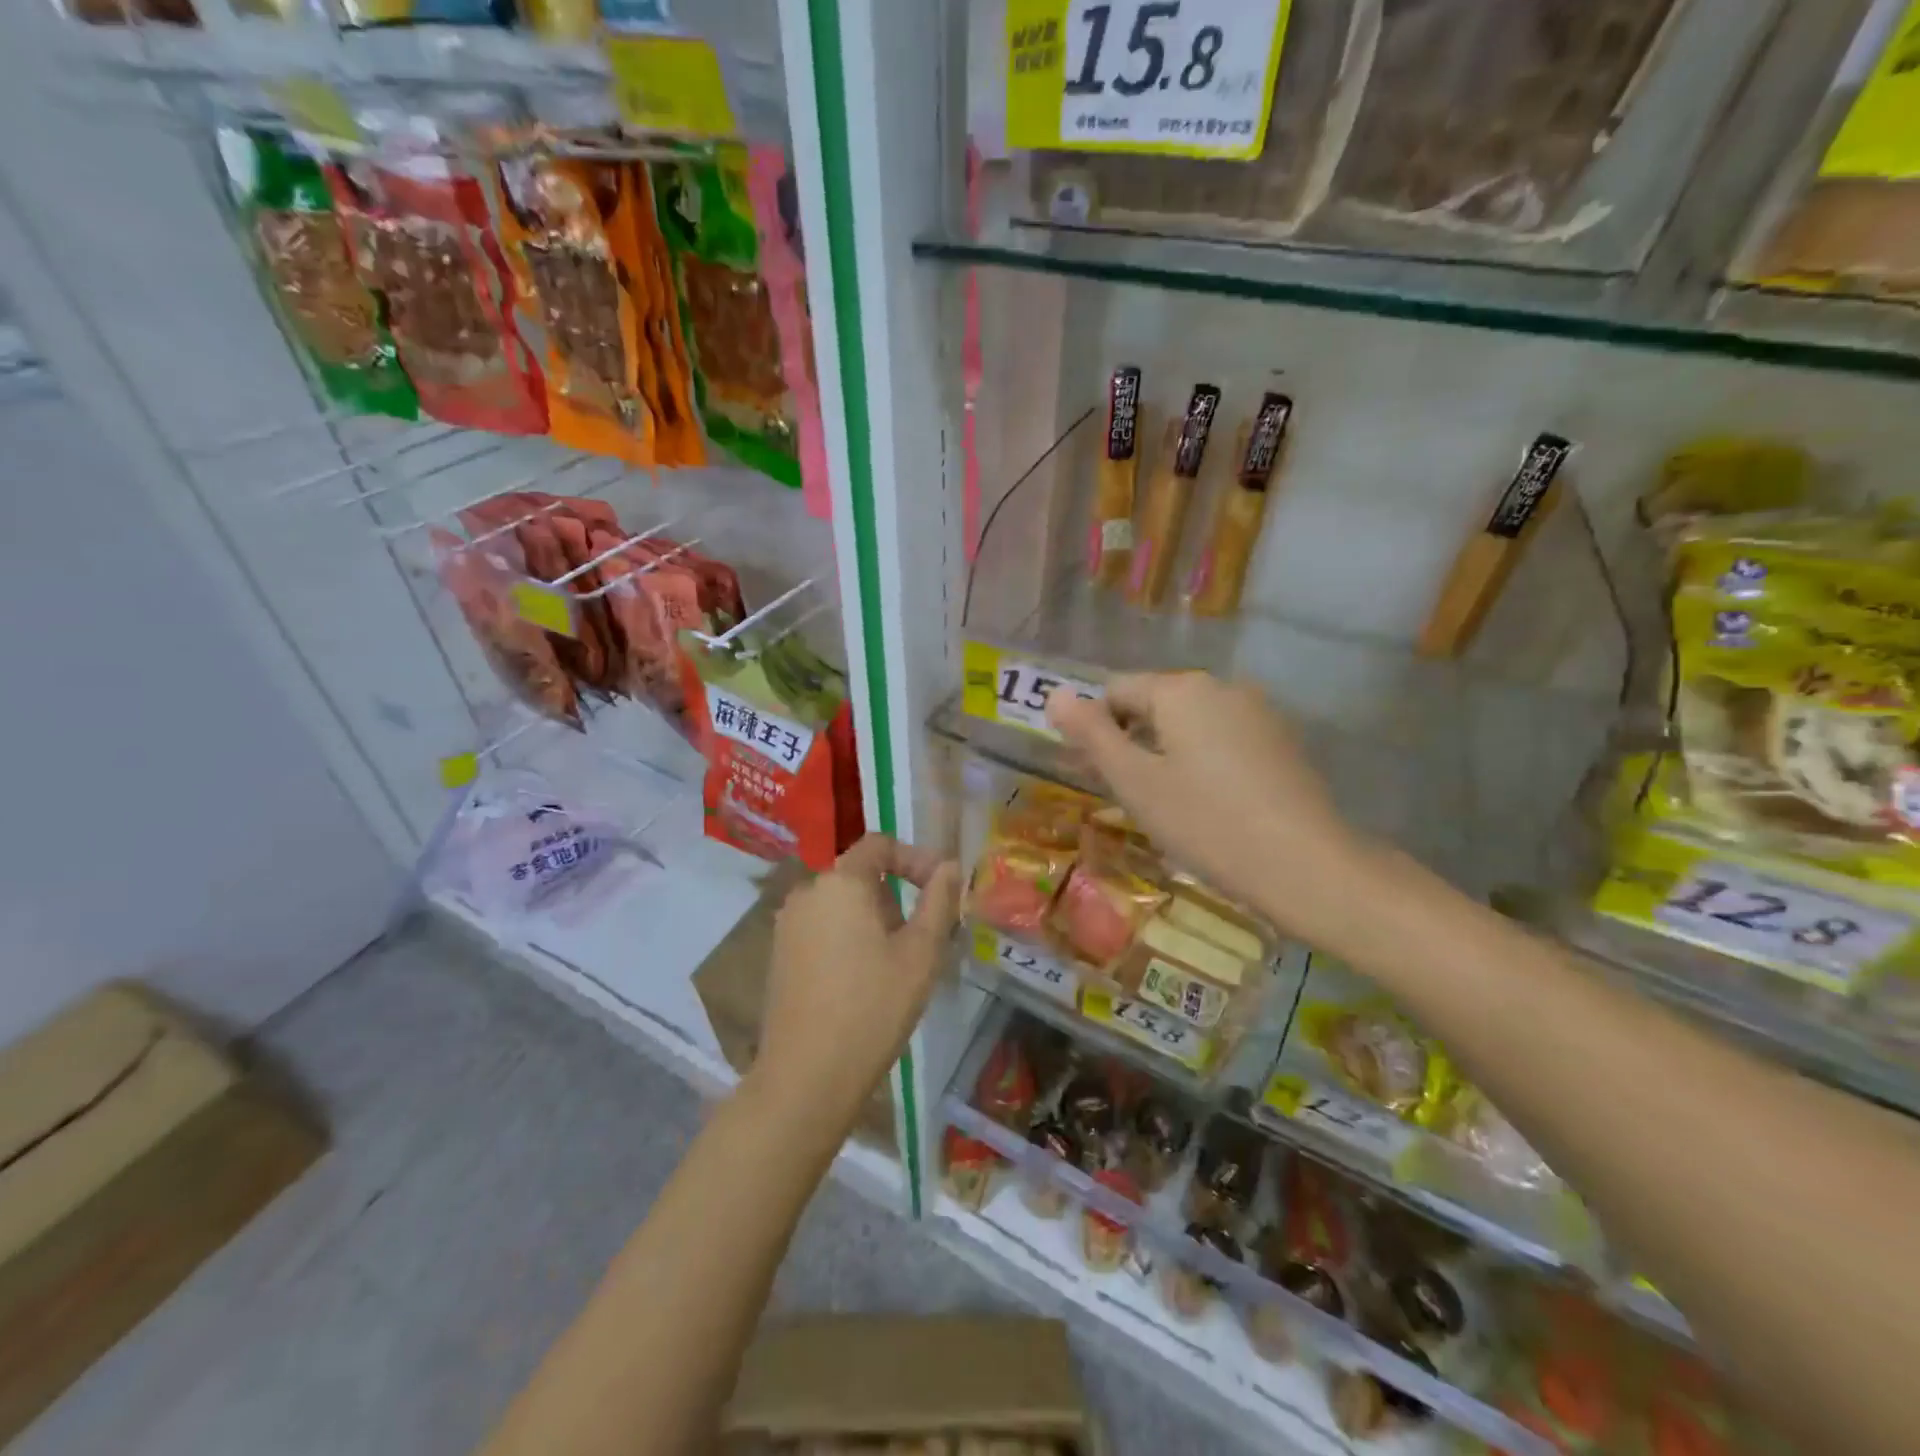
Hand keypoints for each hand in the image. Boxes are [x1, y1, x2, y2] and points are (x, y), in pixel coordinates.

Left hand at [755, 835, 962, 1127]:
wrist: (807, 1075)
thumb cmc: (873, 1007)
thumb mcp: (921, 952)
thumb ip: (939, 900)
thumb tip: (949, 866)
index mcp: (841, 882)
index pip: (879, 845)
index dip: (914, 859)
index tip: (939, 890)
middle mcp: (807, 892)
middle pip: (860, 875)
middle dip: (896, 896)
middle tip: (922, 937)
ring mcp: (788, 924)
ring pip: (841, 903)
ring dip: (873, 919)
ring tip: (897, 963)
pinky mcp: (779, 954)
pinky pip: (822, 927)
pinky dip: (848, 937)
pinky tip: (863, 980)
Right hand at [1048, 672, 1374, 947]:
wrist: (1306, 867)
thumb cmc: (1206, 822)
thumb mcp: (1135, 781)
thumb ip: (1092, 734)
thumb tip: (1054, 694)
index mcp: (1181, 689)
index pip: (1116, 691)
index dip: (1095, 729)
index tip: (1095, 775)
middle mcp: (1222, 687)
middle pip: (1155, 704)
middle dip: (1131, 741)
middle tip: (1127, 796)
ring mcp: (1258, 713)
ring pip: (1190, 724)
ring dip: (1166, 754)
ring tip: (1167, 807)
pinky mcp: (1281, 742)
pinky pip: (1223, 740)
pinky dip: (1203, 763)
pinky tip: (1209, 806)